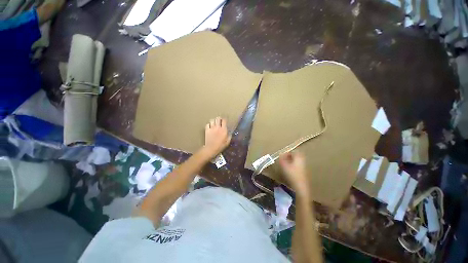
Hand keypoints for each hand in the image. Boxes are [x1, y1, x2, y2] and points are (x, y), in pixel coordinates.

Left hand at [202, 117, 231, 158]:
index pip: (224, 120)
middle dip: (219, 118)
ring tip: (214, 123)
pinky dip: (209, 124)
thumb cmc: (220, 146)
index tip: (225, 121)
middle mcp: (217, 127)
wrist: (211, 148)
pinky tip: (210, 127)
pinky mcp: (207, 130)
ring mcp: (211, 128)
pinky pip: (207, 124)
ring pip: (212, 120)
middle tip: (219, 121)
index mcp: (223, 129)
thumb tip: (230, 132)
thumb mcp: (227, 142)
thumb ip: (229, 136)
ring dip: (214, 121)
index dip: (224, 119)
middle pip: (218, 118)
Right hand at [278, 151, 309, 195]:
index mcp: (299, 157)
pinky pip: (298, 166)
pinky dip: (294, 166)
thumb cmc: (292, 175)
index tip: (282, 156)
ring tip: (286, 165)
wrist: (301, 187)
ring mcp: (305, 167)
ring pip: (297, 161)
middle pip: (296, 156)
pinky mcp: (305, 172)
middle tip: (284, 159)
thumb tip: (280, 155)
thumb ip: (281, 159)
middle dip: (289, 157)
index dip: (287, 153)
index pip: (293, 151)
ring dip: (292, 161)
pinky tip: (290, 171)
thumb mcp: (284, 166)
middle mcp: (303, 160)